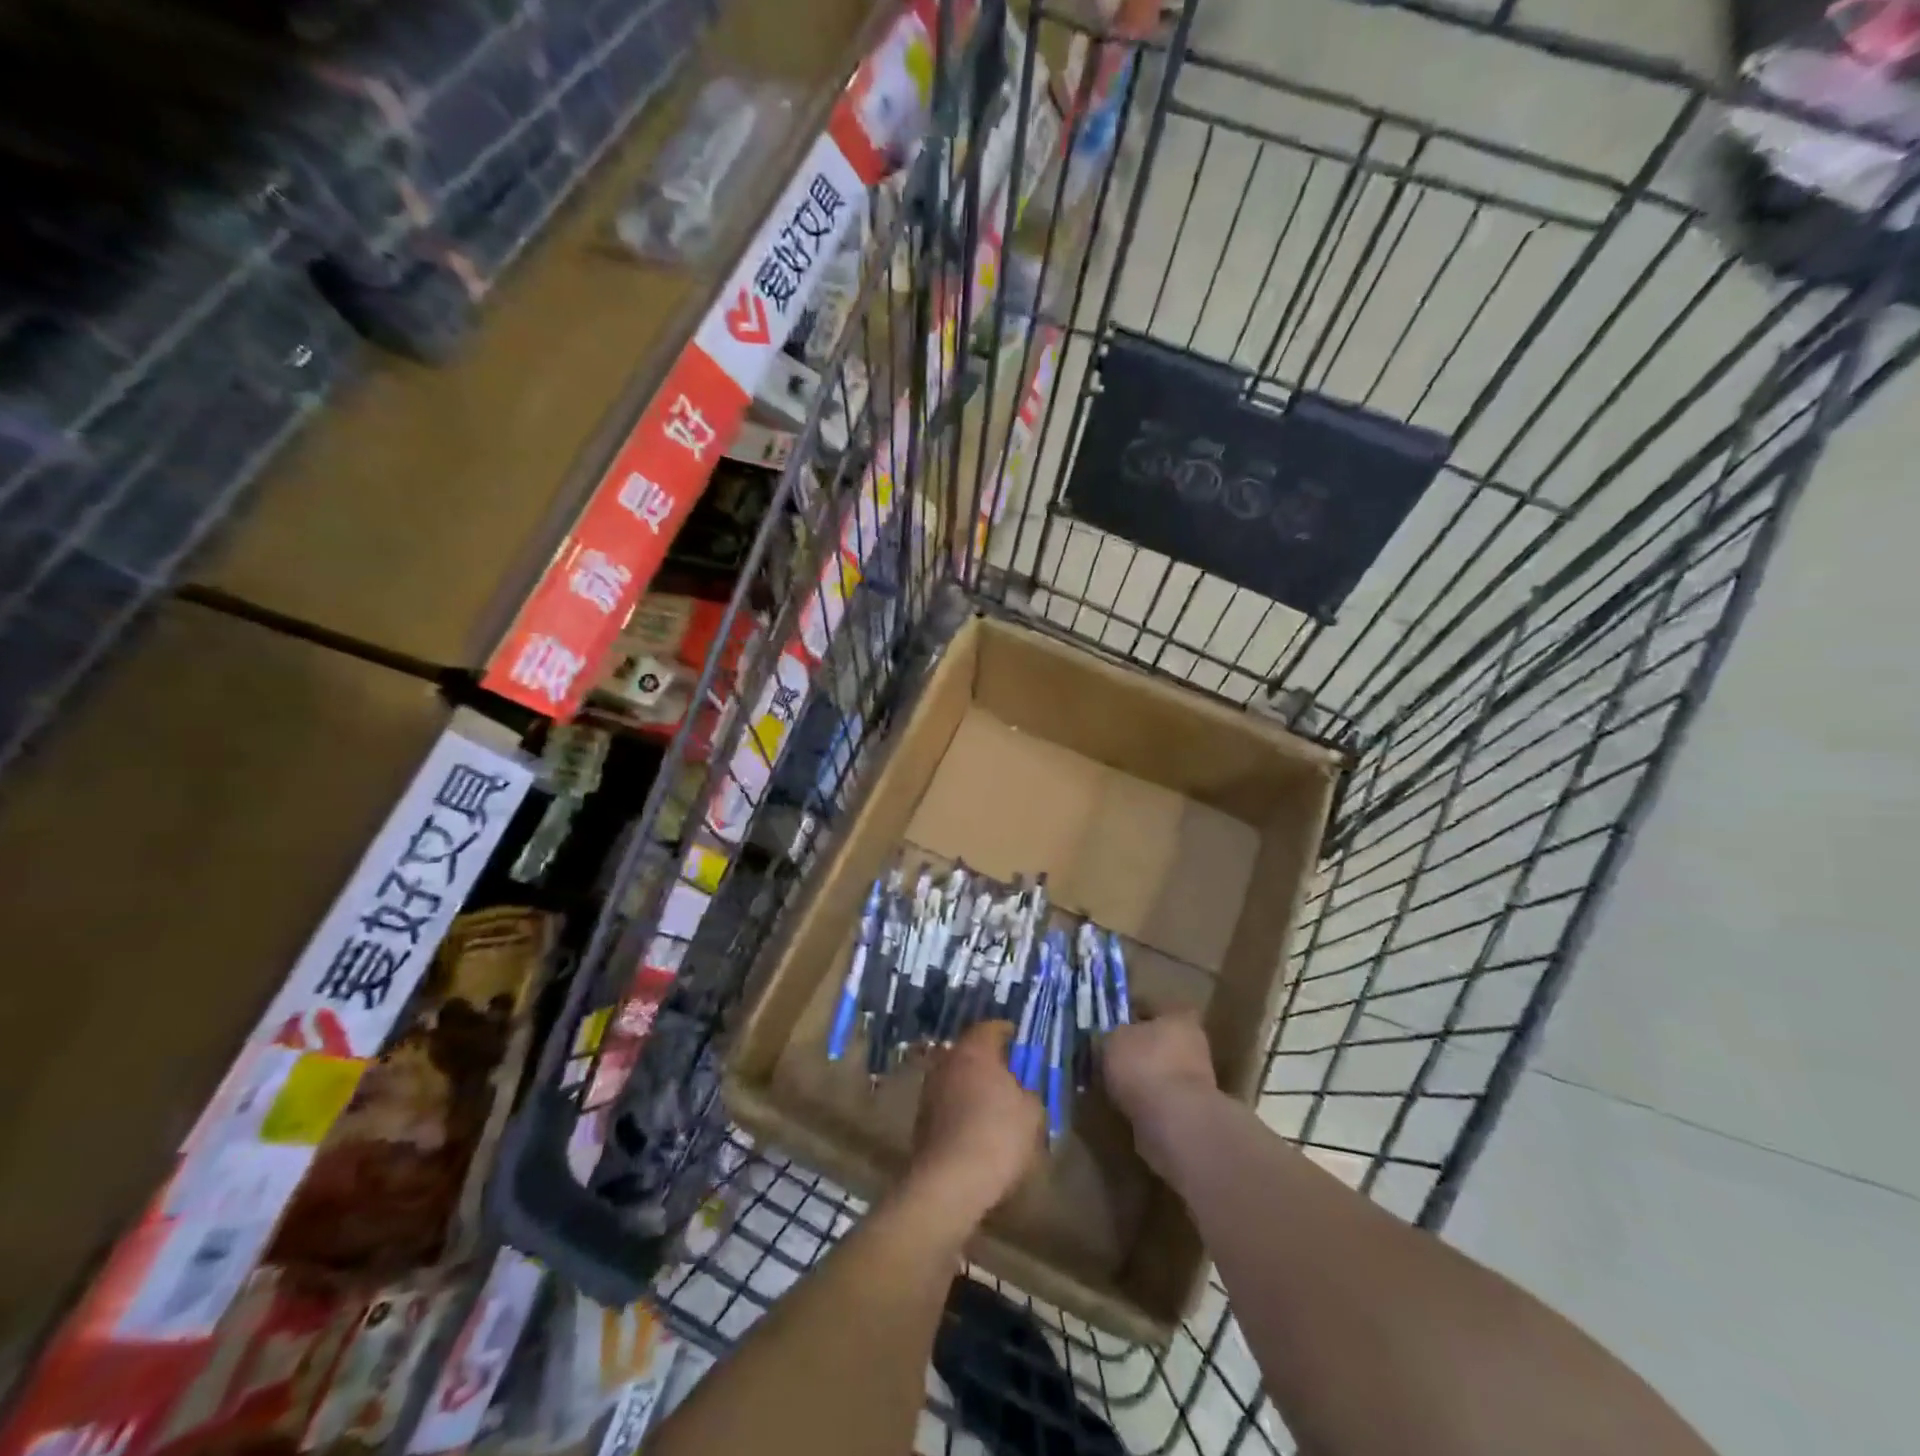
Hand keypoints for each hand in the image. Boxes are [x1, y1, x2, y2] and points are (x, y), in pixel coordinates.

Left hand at [908, 1021, 1042, 1225]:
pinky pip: (947, 1103)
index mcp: (974, 1051)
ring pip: (956, 1078)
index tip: (1020, 1043)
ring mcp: (930, 1089)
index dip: (1007, 1033)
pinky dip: (960, 1108)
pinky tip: (975, 1129)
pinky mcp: (921, 1118)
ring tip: (993, 1106)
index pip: (990, 1028)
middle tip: (1009, 1076)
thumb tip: (1021, 1090)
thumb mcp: (1031, 1113)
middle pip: (970, 1052)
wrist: (950, 1182)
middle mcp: (947, 1062)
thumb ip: (1028, 1092)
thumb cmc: (998, 1136)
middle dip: (988, 1061)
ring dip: (972, 1086)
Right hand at [1100, 1011, 1218, 1179]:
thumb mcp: (1112, 1040)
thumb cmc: (1144, 1066)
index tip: (1106, 1024)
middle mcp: (1193, 1044)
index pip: (1148, 1006)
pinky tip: (1124, 1106)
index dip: (1126, 1013)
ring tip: (1111, 1084)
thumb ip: (1109, 1036)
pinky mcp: (1190, 1111)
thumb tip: (1107, 1040)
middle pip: (1157, 1040)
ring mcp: (1195, 1081)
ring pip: (1159, 1071)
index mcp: (1178, 1017)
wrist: (1175, 1124)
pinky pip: (1160, 1099)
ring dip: (1140, 1078)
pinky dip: (1144, 1101)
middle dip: (1135, 1049)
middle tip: (1107, 1056)